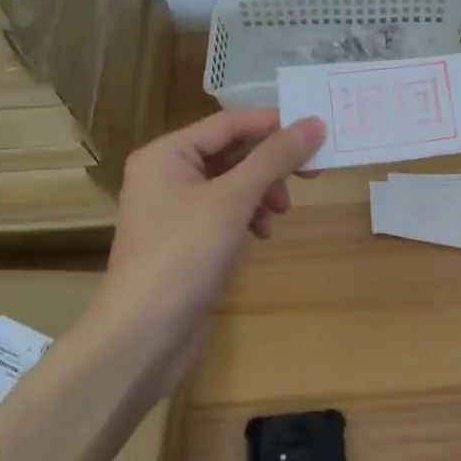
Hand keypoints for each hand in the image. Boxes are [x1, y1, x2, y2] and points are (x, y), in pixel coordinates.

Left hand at [97, 109, 325, 390]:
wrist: (143, 337)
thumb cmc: (183, 255)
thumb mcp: (232, 200)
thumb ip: (274, 158)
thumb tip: (314, 123)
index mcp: (166, 154)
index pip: (229, 123)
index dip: (273, 124)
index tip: (317, 131)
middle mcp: (166, 173)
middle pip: (231, 152)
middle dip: (271, 163)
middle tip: (313, 173)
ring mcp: (175, 209)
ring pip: (232, 182)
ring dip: (262, 191)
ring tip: (281, 213)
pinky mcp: (186, 239)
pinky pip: (225, 211)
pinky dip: (248, 215)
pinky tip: (262, 234)